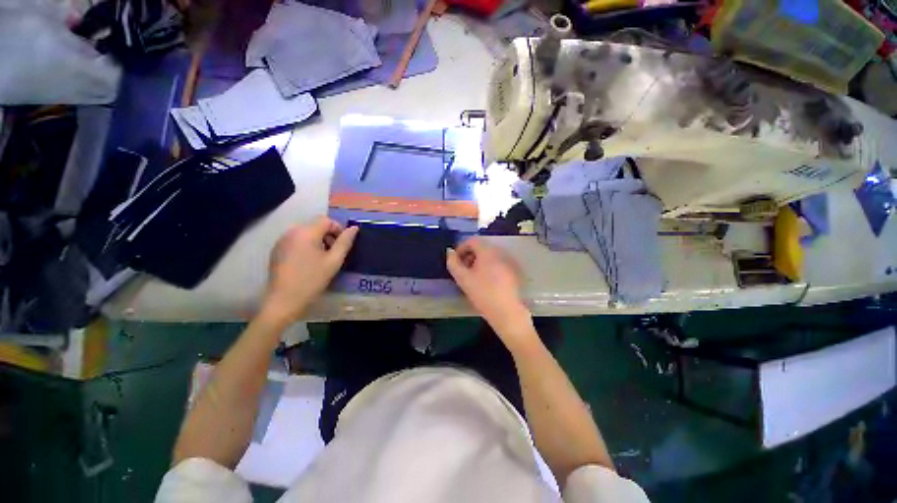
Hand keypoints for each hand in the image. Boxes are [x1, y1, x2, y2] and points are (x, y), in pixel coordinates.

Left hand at [262, 217, 357, 323]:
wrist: (284, 300)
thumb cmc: (312, 280)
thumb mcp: (334, 261)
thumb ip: (345, 242)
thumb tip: (354, 228)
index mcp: (306, 232)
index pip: (326, 220)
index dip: (338, 229)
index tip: (343, 245)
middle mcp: (291, 231)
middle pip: (315, 225)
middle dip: (328, 236)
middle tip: (334, 253)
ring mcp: (282, 240)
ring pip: (306, 232)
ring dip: (318, 240)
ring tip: (323, 259)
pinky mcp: (277, 250)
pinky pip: (296, 240)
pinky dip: (307, 245)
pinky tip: (308, 262)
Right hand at [446, 238, 534, 345]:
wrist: (506, 312)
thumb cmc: (483, 293)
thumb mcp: (463, 279)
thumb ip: (453, 263)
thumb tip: (450, 252)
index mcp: (487, 251)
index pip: (472, 240)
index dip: (461, 248)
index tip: (456, 261)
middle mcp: (500, 252)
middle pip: (481, 247)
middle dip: (469, 255)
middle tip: (463, 270)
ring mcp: (508, 261)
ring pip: (489, 255)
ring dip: (478, 261)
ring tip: (473, 277)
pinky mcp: (513, 271)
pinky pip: (497, 262)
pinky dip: (489, 266)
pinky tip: (486, 281)